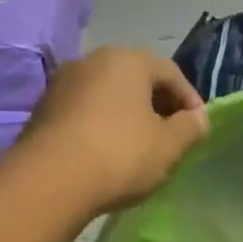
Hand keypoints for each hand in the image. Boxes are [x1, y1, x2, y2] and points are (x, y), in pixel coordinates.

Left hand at [23, 46, 208, 214]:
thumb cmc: (121, 155)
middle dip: (157, 104)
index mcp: (128, 60)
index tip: (198, 127)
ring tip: (140, 146)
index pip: (170, 72)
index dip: (190, 99)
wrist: (51, 180)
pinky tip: (108, 153)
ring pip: (108, 94)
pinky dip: (102, 125)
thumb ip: (190, 128)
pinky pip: (85, 111)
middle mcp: (92, 60)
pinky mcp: (43, 109)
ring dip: (128, 115)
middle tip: (171, 135)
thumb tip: (198, 118)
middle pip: (136, 79)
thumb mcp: (169, 146)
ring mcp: (63, 83)